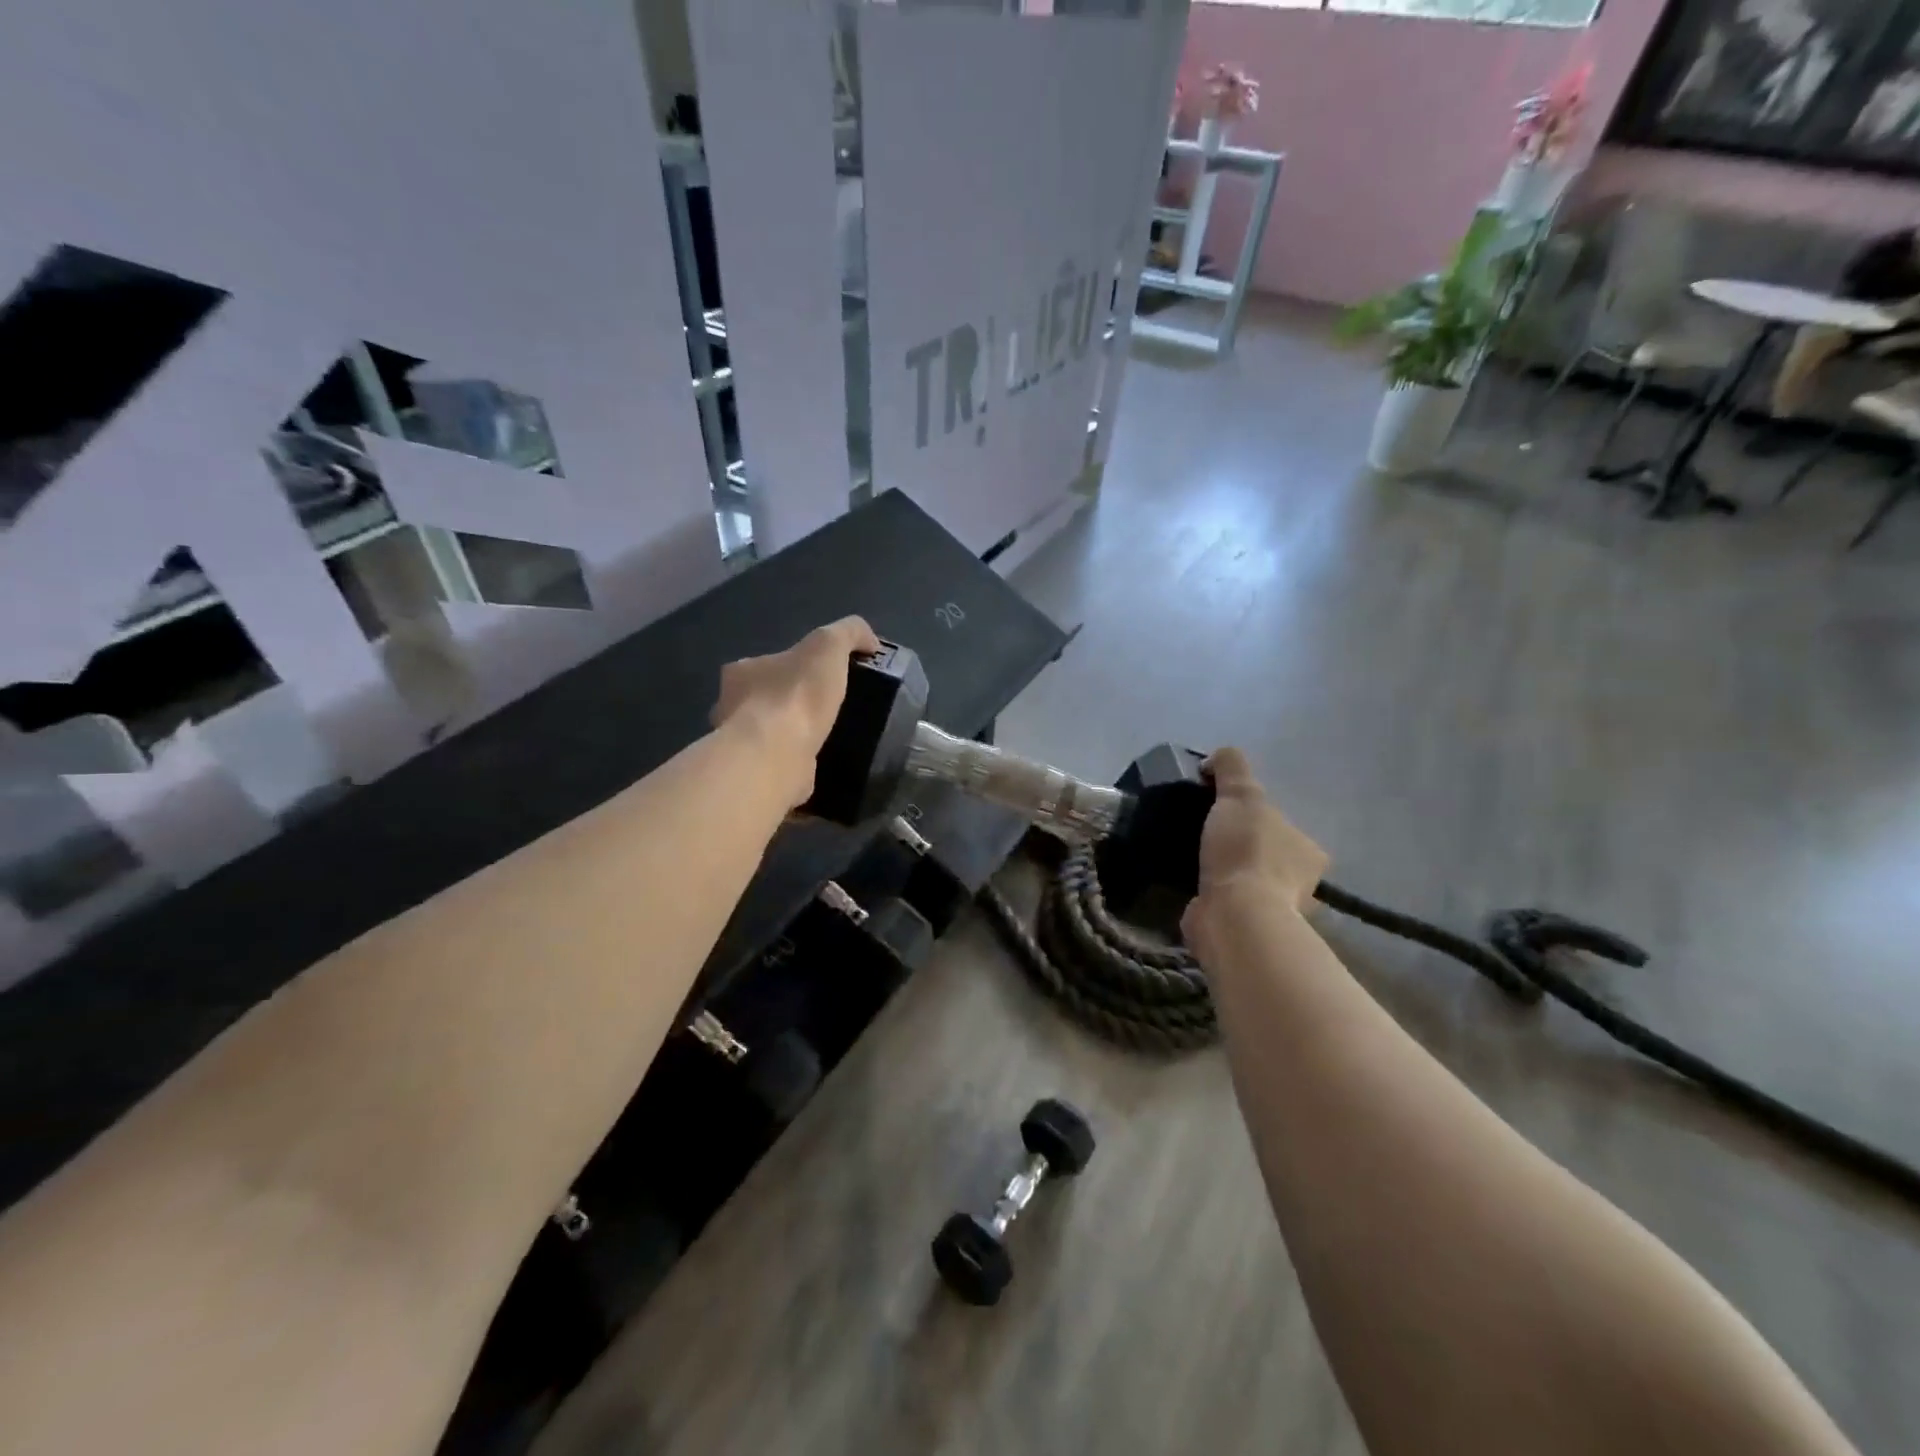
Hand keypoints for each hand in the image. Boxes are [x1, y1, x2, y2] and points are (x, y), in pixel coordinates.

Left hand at [712, 616, 881, 807]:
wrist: (777, 755)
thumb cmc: (797, 695)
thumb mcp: (829, 645)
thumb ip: (849, 633)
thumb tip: (870, 641)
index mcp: (741, 671)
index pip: (770, 663)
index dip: (797, 667)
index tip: (825, 678)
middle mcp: (730, 706)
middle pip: (766, 699)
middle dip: (791, 703)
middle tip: (829, 709)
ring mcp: (740, 744)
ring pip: (770, 733)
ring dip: (792, 735)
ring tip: (829, 738)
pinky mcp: (754, 775)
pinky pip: (778, 763)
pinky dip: (795, 762)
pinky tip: (819, 763)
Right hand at [1189, 747, 1327, 915]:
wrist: (1234, 915)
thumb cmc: (1245, 851)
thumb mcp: (1240, 795)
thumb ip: (1232, 769)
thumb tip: (1216, 760)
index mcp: (1308, 851)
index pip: (1281, 827)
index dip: (1252, 817)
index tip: (1221, 814)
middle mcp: (1300, 883)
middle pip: (1265, 855)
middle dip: (1239, 848)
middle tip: (1203, 836)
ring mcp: (1274, 912)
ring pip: (1246, 882)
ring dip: (1224, 874)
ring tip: (1192, 860)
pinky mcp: (1246, 931)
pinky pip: (1227, 905)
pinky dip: (1212, 896)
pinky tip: (1191, 887)